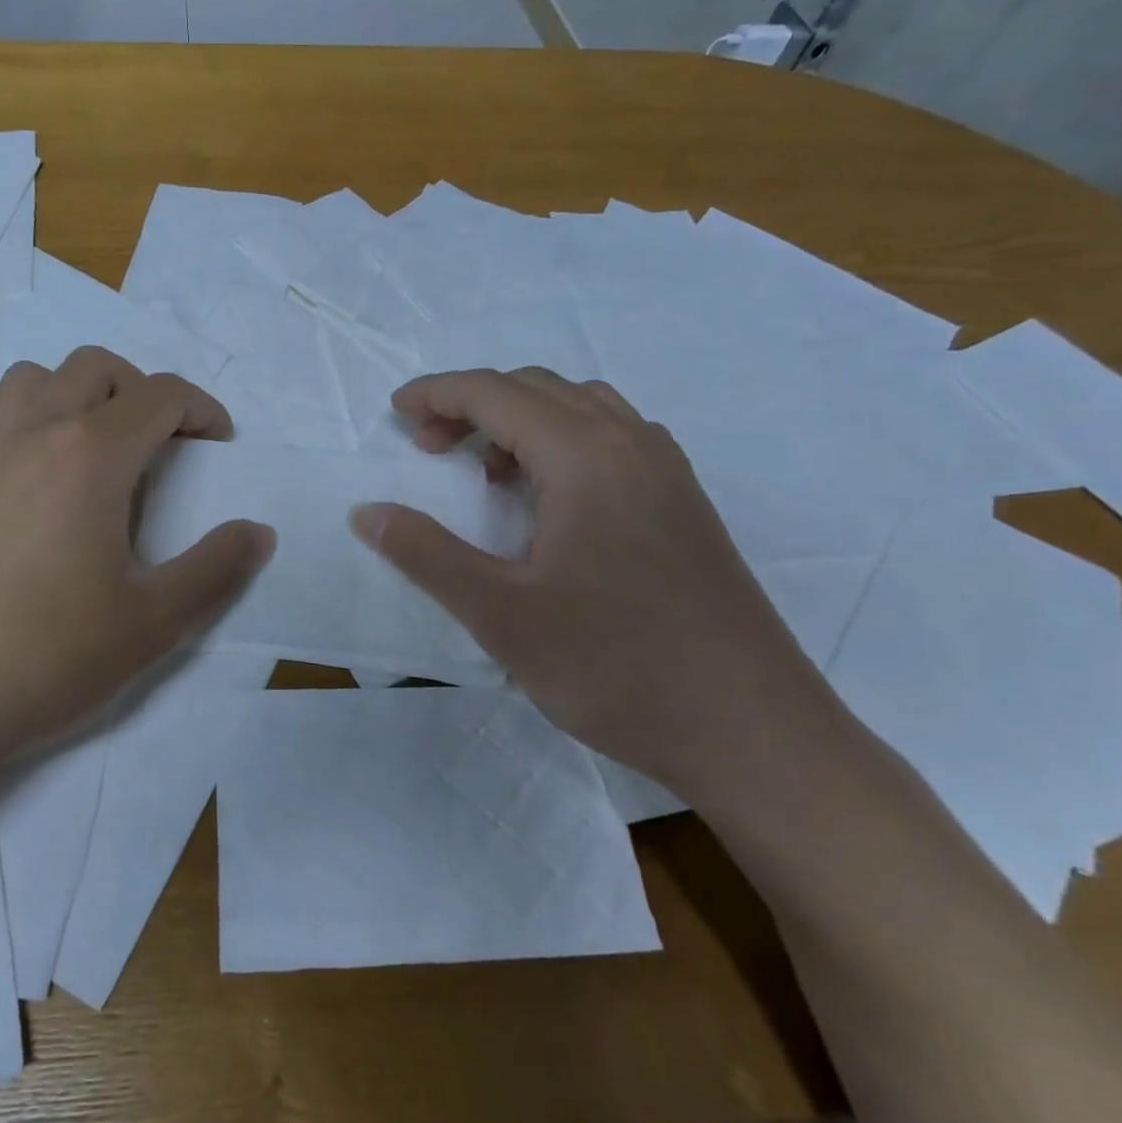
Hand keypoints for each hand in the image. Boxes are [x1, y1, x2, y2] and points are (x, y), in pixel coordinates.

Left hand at [0, 347, 273, 773]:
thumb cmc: (42, 655)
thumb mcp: (152, 623)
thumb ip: (216, 570)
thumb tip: (258, 532)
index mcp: (90, 453)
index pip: (159, 394)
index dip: (202, 410)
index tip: (219, 443)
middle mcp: (34, 431)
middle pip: (97, 367)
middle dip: (143, 392)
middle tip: (163, 448)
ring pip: (38, 378)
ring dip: (81, 394)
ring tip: (100, 454)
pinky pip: (0, 416)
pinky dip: (37, 420)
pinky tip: (43, 490)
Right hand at [351, 367, 832, 800]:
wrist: (756, 735)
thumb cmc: (616, 667)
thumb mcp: (500, 614)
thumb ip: (425, 553)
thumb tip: (365, 511)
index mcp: (585, 457)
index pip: (495, 393)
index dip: (437, 393)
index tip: (395, 413)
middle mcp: (631, 444)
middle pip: (536, 388)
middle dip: (472, 404)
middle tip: (430, 450)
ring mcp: (667, 472)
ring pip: (580, 407)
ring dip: (521, 418)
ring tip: (489, 473)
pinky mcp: (686, 504)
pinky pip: (613, 437)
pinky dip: (564, 440)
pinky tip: (552, 498)